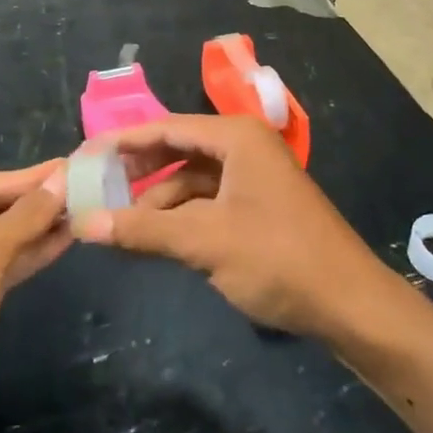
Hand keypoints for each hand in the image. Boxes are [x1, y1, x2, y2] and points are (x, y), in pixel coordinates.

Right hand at [74, 115, 397, 339]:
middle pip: (178, 148)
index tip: (83, 156)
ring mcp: (254, 175)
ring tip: (117, 221)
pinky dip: (181, 214)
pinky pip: (208, 199)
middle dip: (138, 169)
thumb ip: (142, 229)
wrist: (350, 304)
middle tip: (94, 187)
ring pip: (192, 178)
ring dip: (158, 198)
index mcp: (235, 136)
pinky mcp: (259, 204)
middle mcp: (244, 145)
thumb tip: (83, 223)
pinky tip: (156, 236)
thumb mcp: (204, 241)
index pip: (166, 127)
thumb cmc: (277, 258)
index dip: (122, 141)